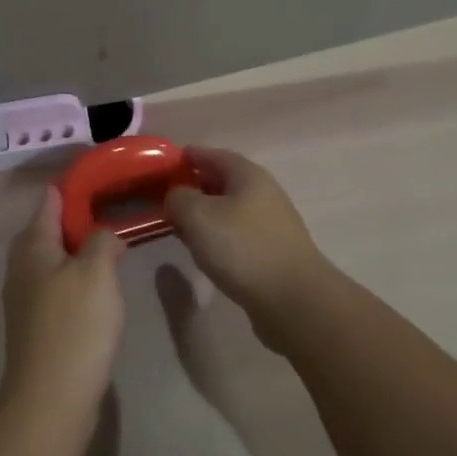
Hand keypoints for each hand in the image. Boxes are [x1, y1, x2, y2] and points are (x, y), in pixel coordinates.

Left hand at [0, 187, 124, 420]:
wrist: (50, 399)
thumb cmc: (75, 325)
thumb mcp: (97, 271)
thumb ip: (102, 240)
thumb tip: (104, 234)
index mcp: (32, 244)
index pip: (51, 199)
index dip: (76, 185)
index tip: (106, 179)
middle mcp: (22, 264)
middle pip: (49, 227)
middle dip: (80, 218)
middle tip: (116, 213)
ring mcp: (25, 295)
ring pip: (54, 257)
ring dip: (80, 249)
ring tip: (113, 247)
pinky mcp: (36, 322)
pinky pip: (57, 284)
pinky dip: (77, 276)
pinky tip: (100, 288)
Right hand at [164, 147, 332, 333]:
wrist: (294, 301)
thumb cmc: (243, 248)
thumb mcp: (198, 215)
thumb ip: (179, 198)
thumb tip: (177, 197)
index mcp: (247, 175)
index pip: (212, 154)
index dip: (187, 156)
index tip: (163, 164)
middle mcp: (263, 194)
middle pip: (221, 182)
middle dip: (193, 187)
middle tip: (165, 199)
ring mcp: (270, 225)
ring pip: (228, 211)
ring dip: (204, 216)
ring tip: (179, 228)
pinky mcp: (272, 253)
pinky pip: (237, 235)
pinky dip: (217, 237)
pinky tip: (204, 253)